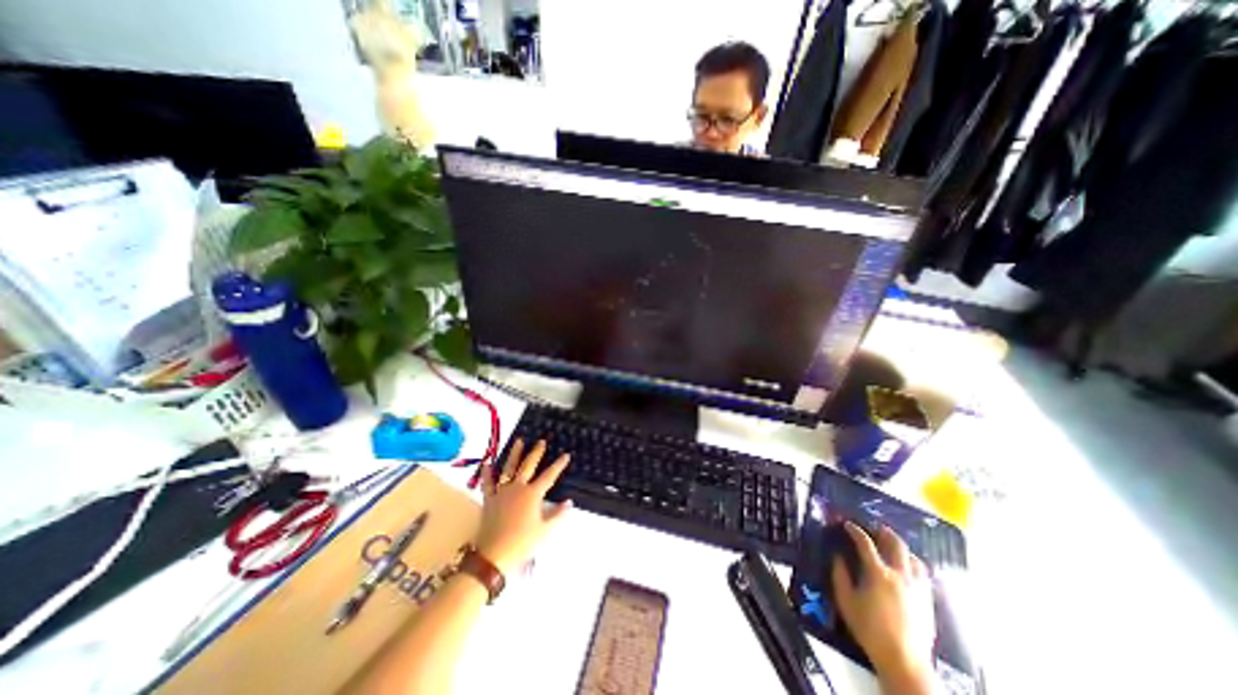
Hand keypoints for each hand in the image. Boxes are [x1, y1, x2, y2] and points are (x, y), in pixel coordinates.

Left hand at [476, 438, 571, 576]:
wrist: (494, 555)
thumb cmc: (523, 542)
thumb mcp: (544, 530)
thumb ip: (557, 514)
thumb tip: (569, 502)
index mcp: (533, 494)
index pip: (549, 476)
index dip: (558, 465)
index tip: (565, 455)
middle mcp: (518, 488)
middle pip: (528, 466)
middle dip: (536, 452)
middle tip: (541, 441)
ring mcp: (502, 492)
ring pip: (509, 468)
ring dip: (514, 454)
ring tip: (518, 441)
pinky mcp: (489, 499)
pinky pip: (487, 483)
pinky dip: (487, 473)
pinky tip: (486, 463)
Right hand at [836, 522, 932, 679]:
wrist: (904, 660)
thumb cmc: (870, 629)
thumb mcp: (846, 600)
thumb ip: (840, 575)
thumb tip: (838, 557)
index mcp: (878, 573)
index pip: (865, 543)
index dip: (855, 530)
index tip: (848, 525)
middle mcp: (900, 575)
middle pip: (896, 544)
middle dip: (883, 532)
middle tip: (874, 529)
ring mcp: (917, 587)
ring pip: (913, 557)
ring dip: (901, 548)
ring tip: (892, 547)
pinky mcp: (928, 600)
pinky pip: (924, 574)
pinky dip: (914, 564)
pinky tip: (908, 569)